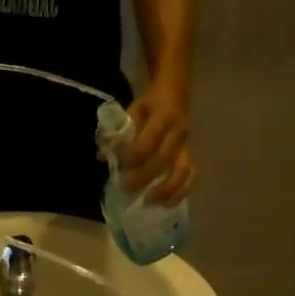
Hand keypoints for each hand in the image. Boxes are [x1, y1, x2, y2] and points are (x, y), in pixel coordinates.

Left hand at [122, 82, 194, 202]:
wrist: (176, 91)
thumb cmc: (151, 103)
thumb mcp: (134, 108)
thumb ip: (118, 131)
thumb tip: (103, 155)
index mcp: (163, 117)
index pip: (148, 143)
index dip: (133, 158)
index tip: (119, 168)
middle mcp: (178, 133)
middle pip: (163, 160)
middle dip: (144, 178)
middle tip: (126, 189)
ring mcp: (187, 145)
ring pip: (182, 171)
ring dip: (166, 190)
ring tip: (148, 202)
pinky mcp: (191, 155)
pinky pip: (191, 176)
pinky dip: (181, 192)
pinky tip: (168, 204)